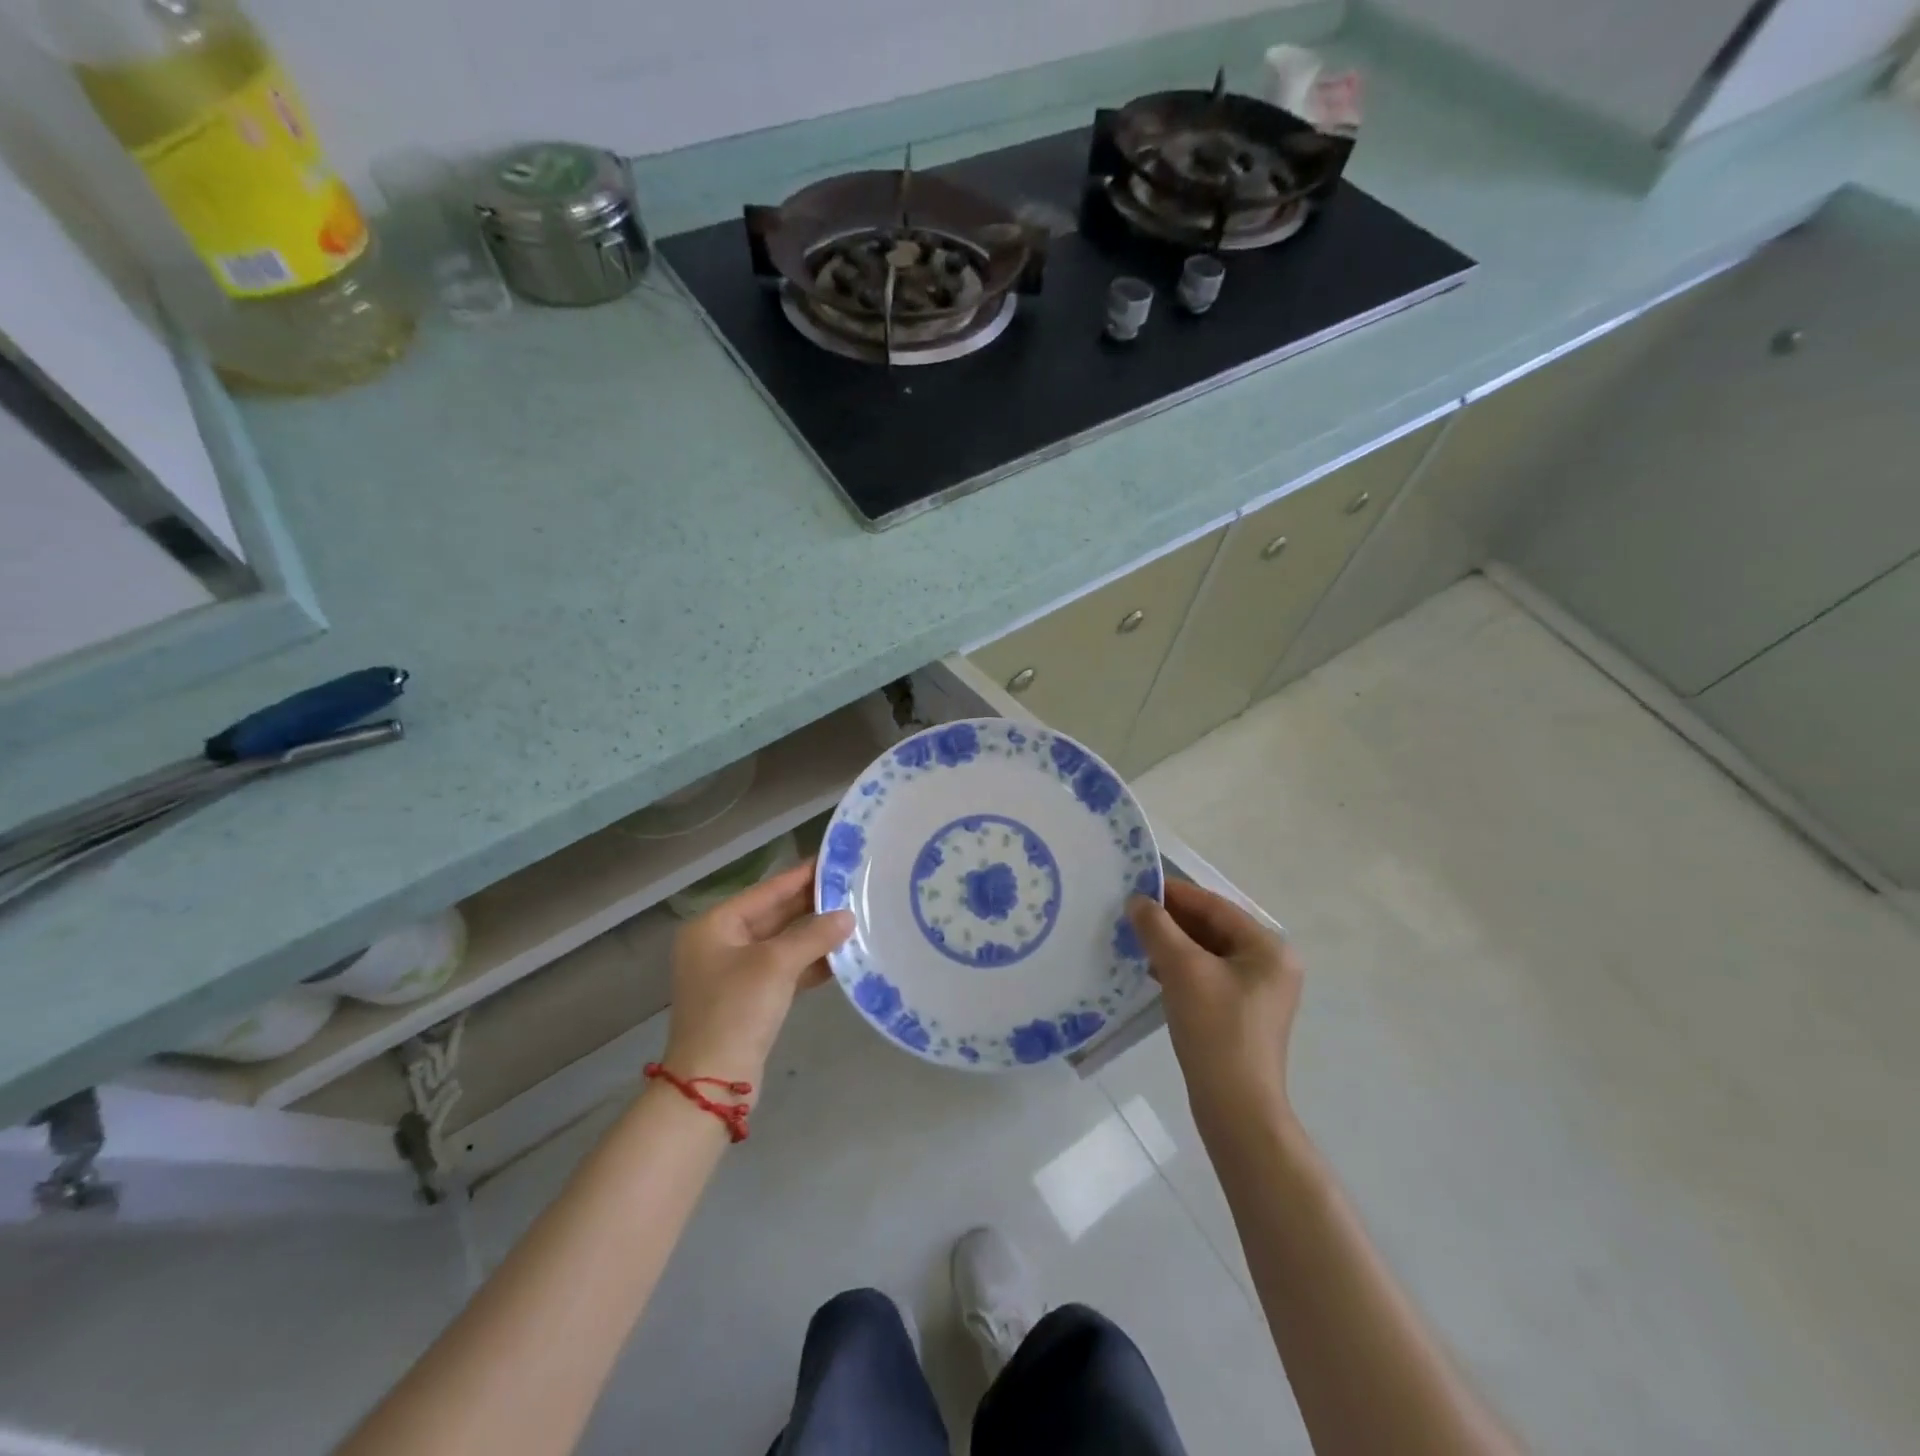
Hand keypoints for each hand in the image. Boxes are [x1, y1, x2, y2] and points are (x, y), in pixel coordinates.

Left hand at [662, 858, 853, 1090]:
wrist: (712, 1083)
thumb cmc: (736, 1010)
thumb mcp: (776, 965)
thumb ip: (814, 935)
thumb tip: (847, 916)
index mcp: (715, 926)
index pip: (766, 891)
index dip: (801, 876)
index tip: (833, 860)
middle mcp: (721, 943)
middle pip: (774, 915)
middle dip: (812, 906)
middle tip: (852, 889)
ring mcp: (734, 972)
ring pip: (782, 943)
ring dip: (815, 935)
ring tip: (854, 918)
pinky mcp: (750, 998)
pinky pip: (784, 969)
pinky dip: (809, 962)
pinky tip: (841, 956)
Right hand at [1128, 881, 1303, 1124]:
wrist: (1235, 1107)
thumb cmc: (1215, 1029)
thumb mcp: (1182, 969)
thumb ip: (1157, 927)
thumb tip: (1137, 901)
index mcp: (1268, 948)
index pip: (1215, 906)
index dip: (1175, 894)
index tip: (1137, 886)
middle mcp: (1270, 964)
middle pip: (1213, 928)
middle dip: (1171, 920)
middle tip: (1131, 913)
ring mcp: (1258, 991)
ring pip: (1207, 953)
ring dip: (1172, 943)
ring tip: (1135, 938)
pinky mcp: (1242, 1013)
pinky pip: (1208, 976)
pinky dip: (1180, 968)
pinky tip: (1151, 968)